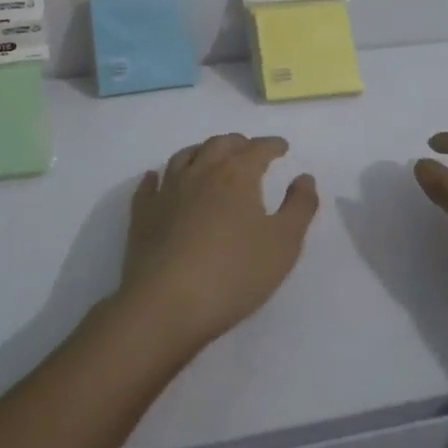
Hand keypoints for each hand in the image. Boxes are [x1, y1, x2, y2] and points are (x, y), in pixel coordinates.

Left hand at [118, 133, 320, 350]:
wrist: (166, 304)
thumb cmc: (234, 273)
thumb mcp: (284, 243)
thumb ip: (300, 206)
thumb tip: (304, 177)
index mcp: (236, 175)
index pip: (258, 148)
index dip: (272, 145)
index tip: (282, 147)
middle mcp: (200, 172)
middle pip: (220, 144)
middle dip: (238, 143)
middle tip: (249, 150)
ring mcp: (167, 192)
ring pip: (184, 157)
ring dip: (201, 151)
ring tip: (210, 157)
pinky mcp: (143, 215)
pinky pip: (149, 186)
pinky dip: (157, 177)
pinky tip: (157, 178)